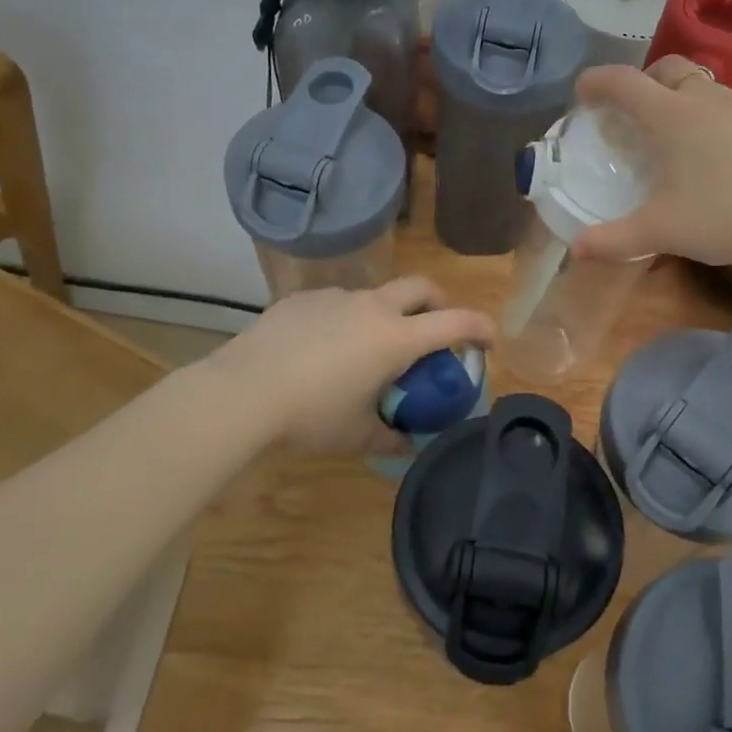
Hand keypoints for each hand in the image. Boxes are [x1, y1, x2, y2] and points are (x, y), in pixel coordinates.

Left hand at [212, 277, 492, 453]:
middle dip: (438, 302)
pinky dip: (344, 320)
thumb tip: (408, 444)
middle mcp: (372, 307)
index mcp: (395, 338)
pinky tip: (320, 350)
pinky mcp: (302, 299)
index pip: (454, 322)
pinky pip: (336, 304)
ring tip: (365, 351)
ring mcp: (335, 297)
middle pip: (421, 287)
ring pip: (375, 296)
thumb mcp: (356, 435)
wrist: (242, 393)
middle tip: (435, 328)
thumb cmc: (311, 416)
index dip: (480, 327)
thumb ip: (390, 438)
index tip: (489, 339)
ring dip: (385, 315)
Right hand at [570, 58, 731, 272]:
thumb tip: (575, 249)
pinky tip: (728, 161)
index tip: (583, 95)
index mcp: (671, 116)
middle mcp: (707, 101)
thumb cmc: (723, 219)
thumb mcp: (660, 232)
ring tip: (681, 139)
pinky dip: (722, 125)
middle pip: (669, 67)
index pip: (622, 82)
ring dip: (685, 100)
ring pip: (708, 88)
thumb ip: (613, 239)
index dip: (596, 81)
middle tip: (635, 111)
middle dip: (645, 80)